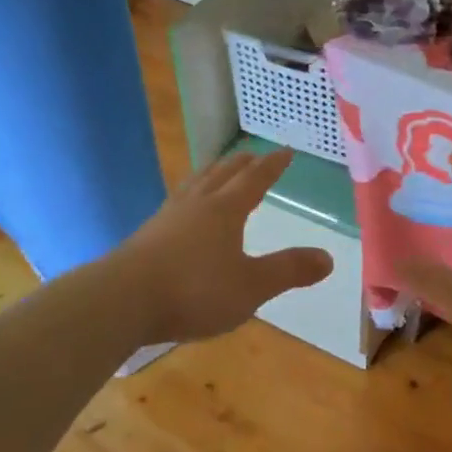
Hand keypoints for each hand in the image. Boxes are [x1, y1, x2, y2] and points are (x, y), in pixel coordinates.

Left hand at [114, 147, 332, 343]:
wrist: (122, 301)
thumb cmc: (194, 290)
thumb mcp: (251, 286)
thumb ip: (289, 270)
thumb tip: (329, 257)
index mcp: (225, 210)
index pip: (254, 179)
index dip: (272, 166)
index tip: (285, 151)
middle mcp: (196, 204)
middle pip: (222, 175)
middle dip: (241, 165)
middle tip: (253, 155)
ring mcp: (167, 218)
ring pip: (195, 185)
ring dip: (211, 174)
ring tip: (217, 172)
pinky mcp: (147, 236)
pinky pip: (176, 203)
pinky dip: (189, 197)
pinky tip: (182, 210)